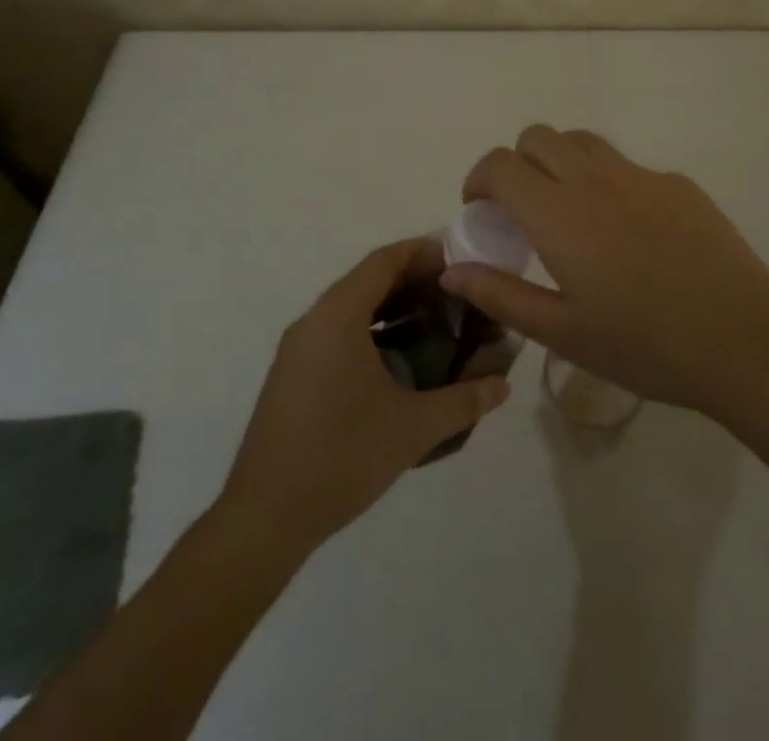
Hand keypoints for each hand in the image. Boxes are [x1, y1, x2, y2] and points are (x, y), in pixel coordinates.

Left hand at [220, 238, 510, 553]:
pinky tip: (399, 358)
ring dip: (391, 305)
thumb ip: (463, 401)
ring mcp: (299, 347)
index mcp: (338, 315)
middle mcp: (314, 319)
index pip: (385, 260)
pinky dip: (371, 328)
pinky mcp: (293, 373)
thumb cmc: (341, 457)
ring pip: (351, 306)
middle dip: (413, 279)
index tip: (461, 258)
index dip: (424, 252)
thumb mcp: (412, 428)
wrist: (264, 517)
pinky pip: (337, 330)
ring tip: (436, 320)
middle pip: (368, 278)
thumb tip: (503, 385)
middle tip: (458, 291)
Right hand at [439, 126, 768, 416]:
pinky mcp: (679, 184)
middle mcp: (595, 179)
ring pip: (584, 142)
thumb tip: (453, 271)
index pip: (501, 164)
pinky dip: (610, 184)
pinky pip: (629, 168)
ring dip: (561, 162)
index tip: (480, 210)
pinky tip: (633, 236)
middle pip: (538, 137)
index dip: (479, 179)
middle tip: (523, 210)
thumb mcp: (562, 332)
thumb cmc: (645, 344)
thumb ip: (501, 295)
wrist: (744, 339)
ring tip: (571, 212)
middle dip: (517, 163)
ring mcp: (641, 176)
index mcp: (559, 213)